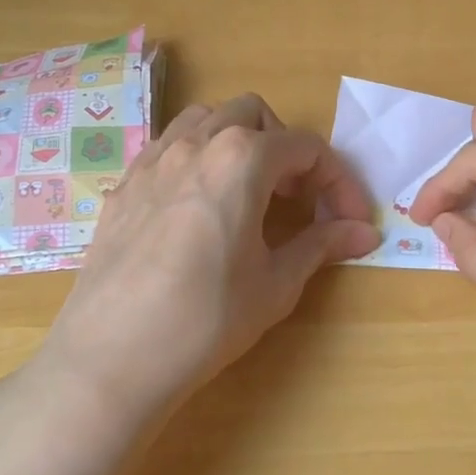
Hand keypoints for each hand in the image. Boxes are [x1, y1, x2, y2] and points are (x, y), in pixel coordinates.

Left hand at [25, 94, 378, 422]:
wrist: (110, 359)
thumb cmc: (206, 319)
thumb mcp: (276, 283)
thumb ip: (321, 245)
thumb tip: (365, 233)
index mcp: (241, 159)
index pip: (306, 148)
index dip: (338, 181)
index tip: (350, 220)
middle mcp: (196, 144)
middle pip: (254, 115)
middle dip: (286, 148)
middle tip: (296, 199)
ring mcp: (153, 161)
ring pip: (205, 120)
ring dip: (238, 141)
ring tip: (248, 191)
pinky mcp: (124, 186)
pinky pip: (169, 147)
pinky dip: (197, 158)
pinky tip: (199, 207)